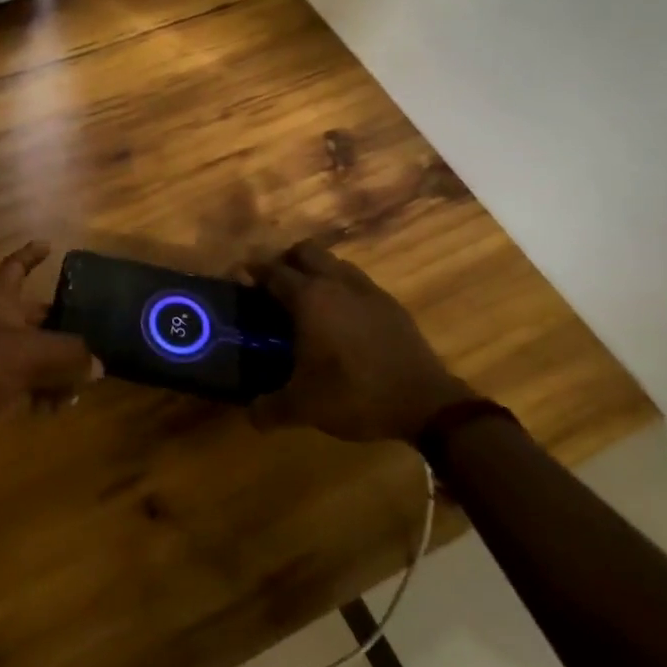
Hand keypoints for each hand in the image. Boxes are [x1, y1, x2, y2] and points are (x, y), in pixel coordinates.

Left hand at [0, 242, 99, 462]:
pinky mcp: (1, 388)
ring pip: (42, 354)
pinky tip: (56, 408)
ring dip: (62, 368)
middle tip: (96, 333)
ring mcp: (0, 358)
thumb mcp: (33, 354)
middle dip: (65, 326)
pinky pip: (34, 384)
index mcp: (0, 302)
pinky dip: (47, 393)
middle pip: (39, 317)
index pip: (14, 268)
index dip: (30, 255)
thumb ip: (71, 354)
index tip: (49, 245)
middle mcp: (1, 325)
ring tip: (81, 385)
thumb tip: (97, 365)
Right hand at [247, 241, 472, 444]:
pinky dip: (343, 289)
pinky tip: (342, 318)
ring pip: (334, 263)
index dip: (253, 272)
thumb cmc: (354, 395)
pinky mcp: (391, 304)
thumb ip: (269, 408)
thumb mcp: (304, 407)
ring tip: (308, 300)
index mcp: (309, 298)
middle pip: (305, 251)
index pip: (273, 271)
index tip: (240, 279)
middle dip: (286, 261)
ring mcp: (368, 290)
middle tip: (274, 286)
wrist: (426, 403)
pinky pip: (358, 282)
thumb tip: (250, 415)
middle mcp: (336, 283)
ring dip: (317, 271)